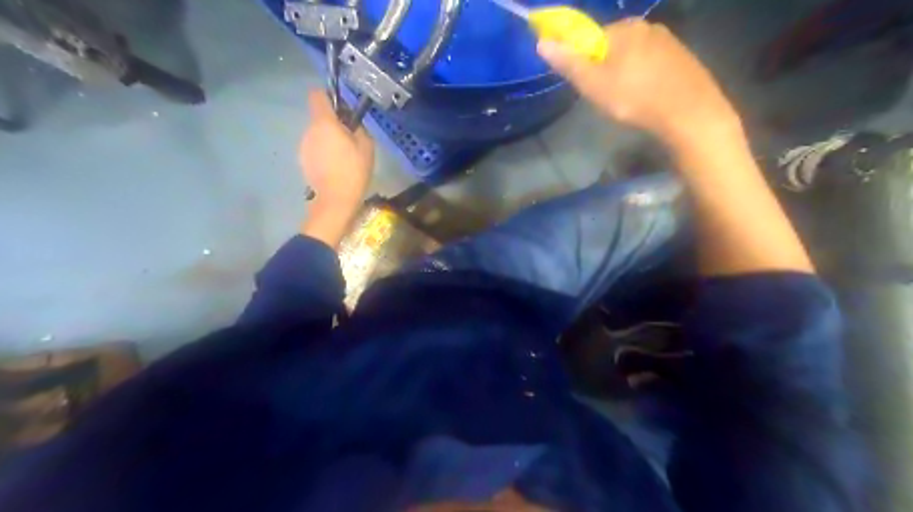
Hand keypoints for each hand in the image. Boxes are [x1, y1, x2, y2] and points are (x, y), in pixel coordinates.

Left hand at [299, 90, 372, 246]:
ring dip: (328, 139)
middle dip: (333, 123)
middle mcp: (309, 130)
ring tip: (343, 157)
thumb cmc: (354, 171)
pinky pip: (314, 148)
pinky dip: (323, 153)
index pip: (317, 95)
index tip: (342, 110)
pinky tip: (334, 168)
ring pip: (317, 134)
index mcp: (324, 123)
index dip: (329, 97)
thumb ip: (358, 128)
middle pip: (319, 117)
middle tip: (350, 140)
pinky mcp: (302, 160)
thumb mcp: (367, 146)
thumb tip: (351, 123)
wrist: (336, 200)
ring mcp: (303, 146)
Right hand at [540, 21, 740, 150]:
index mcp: (624, 28)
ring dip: (625, 74)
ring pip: (634, 56)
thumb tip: (542, 42)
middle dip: (605, 69)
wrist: (689, 113)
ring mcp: (669, 41)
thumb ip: (569, 63)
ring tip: (629, 101)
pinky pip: (653, 64)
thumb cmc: (635, 98)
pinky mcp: (683, 58)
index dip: (584, 62)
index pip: (591, 38)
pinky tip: (648, 97)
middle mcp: (647, 26)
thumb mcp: (594, 85)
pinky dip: (645, 78)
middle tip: (607, 97)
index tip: (588, 86)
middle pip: (613, 47)